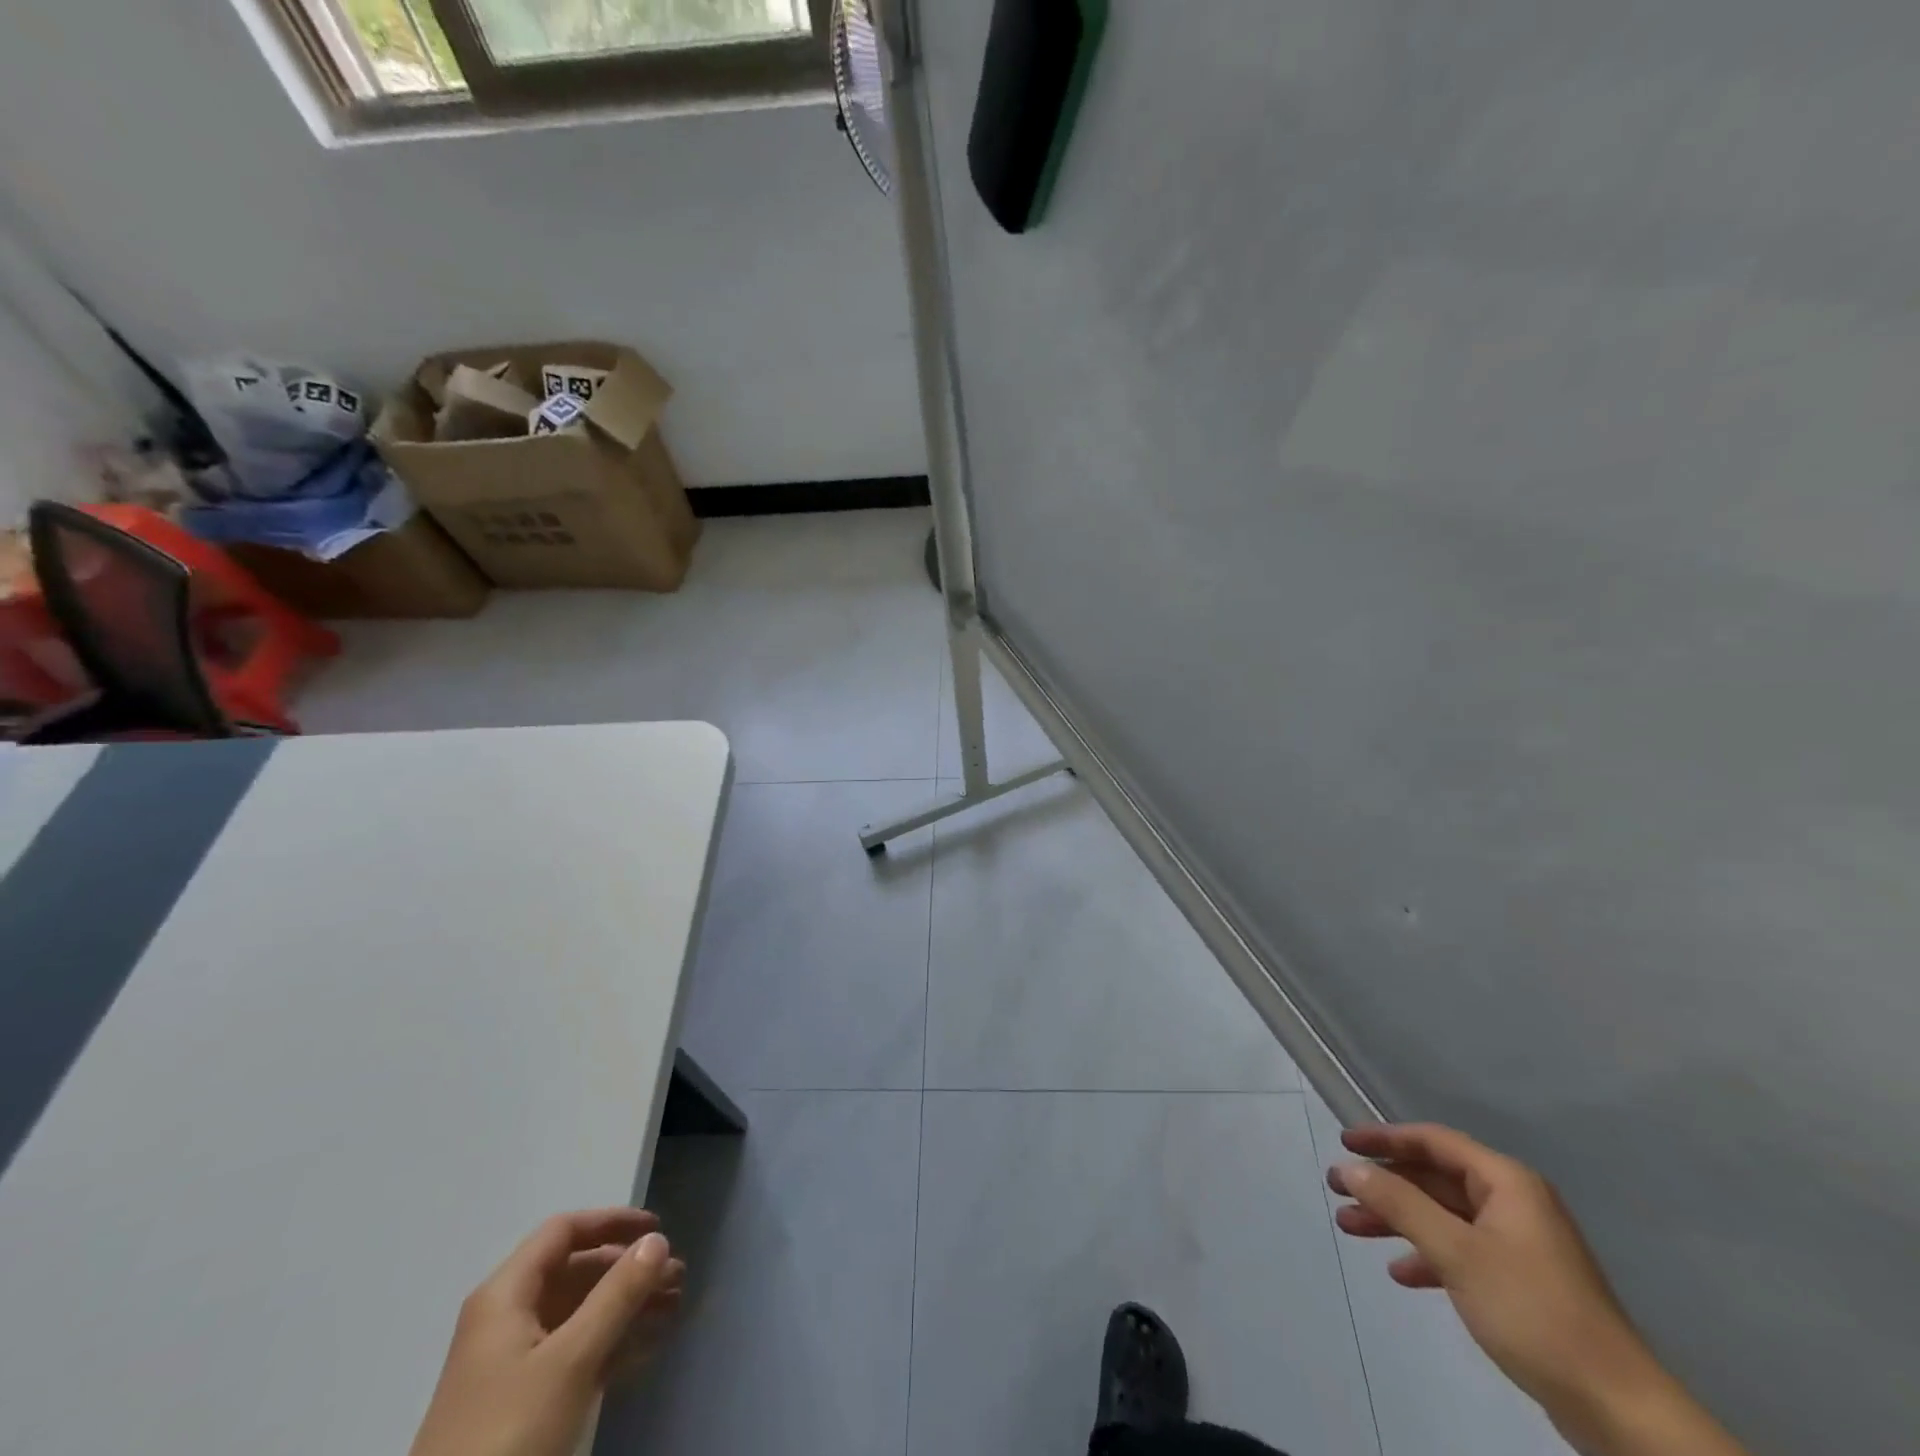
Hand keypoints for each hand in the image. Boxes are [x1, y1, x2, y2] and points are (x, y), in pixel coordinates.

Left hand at [409, 1208, 684, 1455]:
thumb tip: (657, 1241)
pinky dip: (611, 1342)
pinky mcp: (520, 1403)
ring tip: (674, 1307)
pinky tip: (647, 1346)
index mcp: (506, 1296)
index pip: (564, 1232)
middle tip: (677, 1276)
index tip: (657, 1229)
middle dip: (628, 1270)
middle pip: (575, 1272)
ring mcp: (512, 1363)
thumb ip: (617, 1294)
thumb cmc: (509, 1433)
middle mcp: (506, 1319)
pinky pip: (574, 1351)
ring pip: (579, 1313)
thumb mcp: (571, 1360)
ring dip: (627, 1305)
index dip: (612, 1222)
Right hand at [1328, 1125, 1664, 1444]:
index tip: (1344, 1142)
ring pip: (1444, 1216)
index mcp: (1507, 1183)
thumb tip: (1349, 1167)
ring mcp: (1520, 1245)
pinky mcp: (1523, 1283)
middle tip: (1338, 1191)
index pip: (1434, 1141)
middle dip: (1385, 1185)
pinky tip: (1402, 1273)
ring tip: (1352, 1229)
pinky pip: (1462, 1251)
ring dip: (1398, 1220)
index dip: (1386, 1137)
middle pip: (1435, 1179)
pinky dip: (1428, 1255)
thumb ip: (1399, 1203)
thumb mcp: (1456, 1252)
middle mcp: (1514, 1203)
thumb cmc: (1533, 1311)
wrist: (1618, 1409)